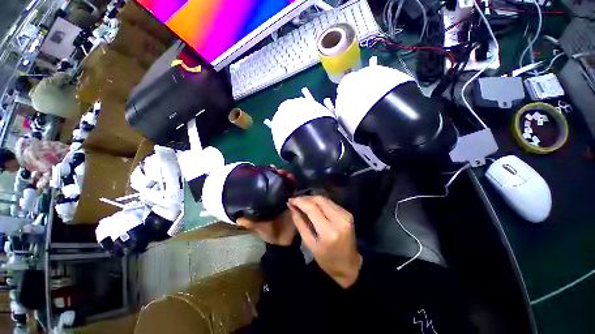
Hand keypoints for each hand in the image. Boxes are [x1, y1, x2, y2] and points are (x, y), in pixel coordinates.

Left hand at [237, 168, 296, 245]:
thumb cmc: (270, 232)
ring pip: (286, 183)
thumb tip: (237, 218)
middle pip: (277, 180)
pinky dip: (294, 183)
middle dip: (278, 173)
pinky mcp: (295, 200)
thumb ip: (250, 223)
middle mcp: (276, 196)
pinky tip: (293, 178)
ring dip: (286, 176)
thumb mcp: (258, 227)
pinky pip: (295, 189)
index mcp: (267, 200)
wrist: (285, 241)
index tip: (268, 168)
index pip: (267, 184)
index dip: (267, 175)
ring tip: (285, 173)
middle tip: (277, 170)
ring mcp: (286, 197)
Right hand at [288, 196, 361, 288]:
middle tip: (296, 201)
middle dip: (306, 198)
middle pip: (319, 200)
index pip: (312, 208)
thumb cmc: (327, 259)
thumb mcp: (309, 244)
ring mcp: (346, 215)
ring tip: (303, 203)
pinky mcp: (348, 214)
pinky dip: (321, 203)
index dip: (300, 201)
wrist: (349, 265)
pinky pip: (331, 203)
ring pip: (325, 199)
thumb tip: (292, 207)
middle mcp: (339, 220)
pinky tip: (314, 207)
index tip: (290, 200)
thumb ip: (300, 223)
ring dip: (312, 199)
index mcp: (329, 231)